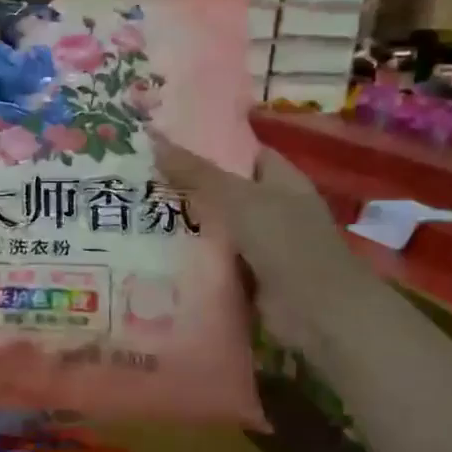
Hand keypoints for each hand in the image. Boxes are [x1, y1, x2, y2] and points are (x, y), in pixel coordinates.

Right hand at [153, 136, 370, 352]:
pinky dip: (191, 258)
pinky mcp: (248, 276)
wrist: (316, 311)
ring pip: (216, 227)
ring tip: (136, 211)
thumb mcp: (238, 199)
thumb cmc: (285, 242)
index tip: (165, 143)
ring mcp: (261, 245)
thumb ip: (197, 172)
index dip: (208, 145)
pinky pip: (214, 260)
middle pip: (224, 191)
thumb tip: (154, 140)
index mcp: (280, 179)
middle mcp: (272, 208)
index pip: (242, 152)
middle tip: (139, 178)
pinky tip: (154, 252)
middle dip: (186, 186)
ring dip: (184, 224)